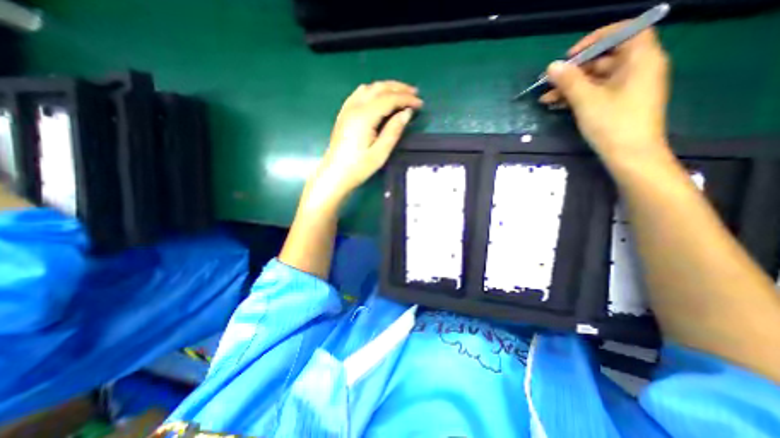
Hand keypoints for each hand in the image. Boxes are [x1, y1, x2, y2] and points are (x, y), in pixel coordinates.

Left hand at [308, 80, 424, 205]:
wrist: (335, 174)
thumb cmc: (359, 167)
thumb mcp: (380, 152)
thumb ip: (394, 130)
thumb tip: (406, 113)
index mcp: (364, 116)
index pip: (389, 99)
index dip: (406, 99)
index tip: (420, 104)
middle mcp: (355, 107)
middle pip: (379, 88)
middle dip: (399, 88)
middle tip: (415, 93)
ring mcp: (347, 109)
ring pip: (369, 88)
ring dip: (386, 87)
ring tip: (400, 94)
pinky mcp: (344, 113)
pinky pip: (360, 93)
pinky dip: (374, 91)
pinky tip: (379, 97)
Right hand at [544, 24, 669, 163]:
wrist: (630, 156)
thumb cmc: (613, 124)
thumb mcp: (587, 100)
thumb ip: (569, 81)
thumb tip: (551, 66)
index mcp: (641, 60)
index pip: (625, 32)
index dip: (597, 39)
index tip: (571, 55)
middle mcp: (637, 69)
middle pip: (604, 59)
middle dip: (574, 71)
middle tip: (550, 82)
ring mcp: (626, 88)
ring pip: (595, 79)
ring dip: (569, 87)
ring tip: (545, 99)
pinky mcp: (617, 104)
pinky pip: (595, 93)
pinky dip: (576, 97)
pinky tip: (556, 105)